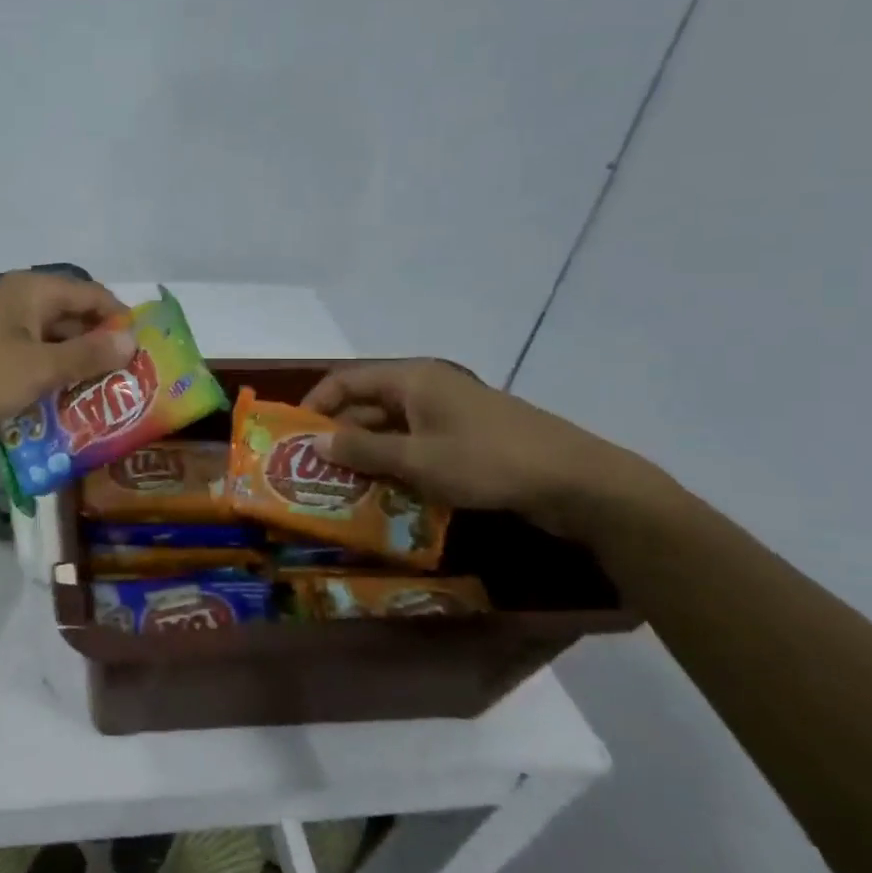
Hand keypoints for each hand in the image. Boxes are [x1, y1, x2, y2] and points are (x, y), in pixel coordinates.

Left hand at [0, 273, 137, 457]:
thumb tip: (130, 339)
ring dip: (69, 374)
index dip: (120, 321)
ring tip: (100, 407)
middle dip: (97, 352)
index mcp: (30, 292)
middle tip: (127, 389)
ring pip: (44, 348)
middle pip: (69, 321)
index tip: (145, 356)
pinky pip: (19, 368)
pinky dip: (39, 386)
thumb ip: (86, 355)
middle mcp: (12, 304)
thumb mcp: (36, 369)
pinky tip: (55, 416)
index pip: (92, 295)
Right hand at [302, 360, 664, 537]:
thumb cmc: (488, 462)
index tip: (292, 438)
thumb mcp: (417, 460)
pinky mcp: (467, 439)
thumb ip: (362, 451)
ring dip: (366, 455)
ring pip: (391, 429)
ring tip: (339, 488)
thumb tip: (313, 442)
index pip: (346, 380)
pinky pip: (416, 446)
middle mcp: (426, 388)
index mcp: (412, 378)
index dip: (315, 404)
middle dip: (338, 436)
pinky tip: (383, 493)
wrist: (579, 483)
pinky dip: (396, 464)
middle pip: (366, 405)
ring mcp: (449, 414)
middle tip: (311, 471)